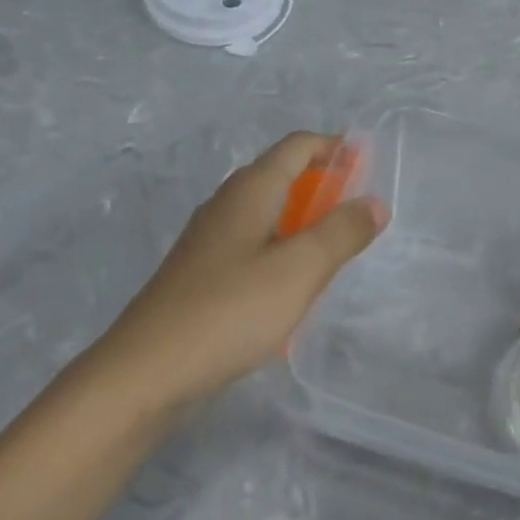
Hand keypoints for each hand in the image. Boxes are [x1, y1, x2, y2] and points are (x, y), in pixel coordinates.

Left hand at [82, 132, 385, 406]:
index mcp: (249, 192)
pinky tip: (292, 285)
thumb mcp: (300, 270)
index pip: (296, 147)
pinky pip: (252, 244)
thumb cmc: (230, 311)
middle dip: (322, 184)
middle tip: (358, 212)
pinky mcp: (201, 274)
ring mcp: (208, 241)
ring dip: (303, 219)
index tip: (368, 163)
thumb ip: (341, 233)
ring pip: (266, 213)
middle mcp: (226, 205)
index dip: (334, 147)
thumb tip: (374, 202)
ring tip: (333, 249)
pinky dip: (281, 248)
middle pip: (280, 176)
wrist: (146, 372)